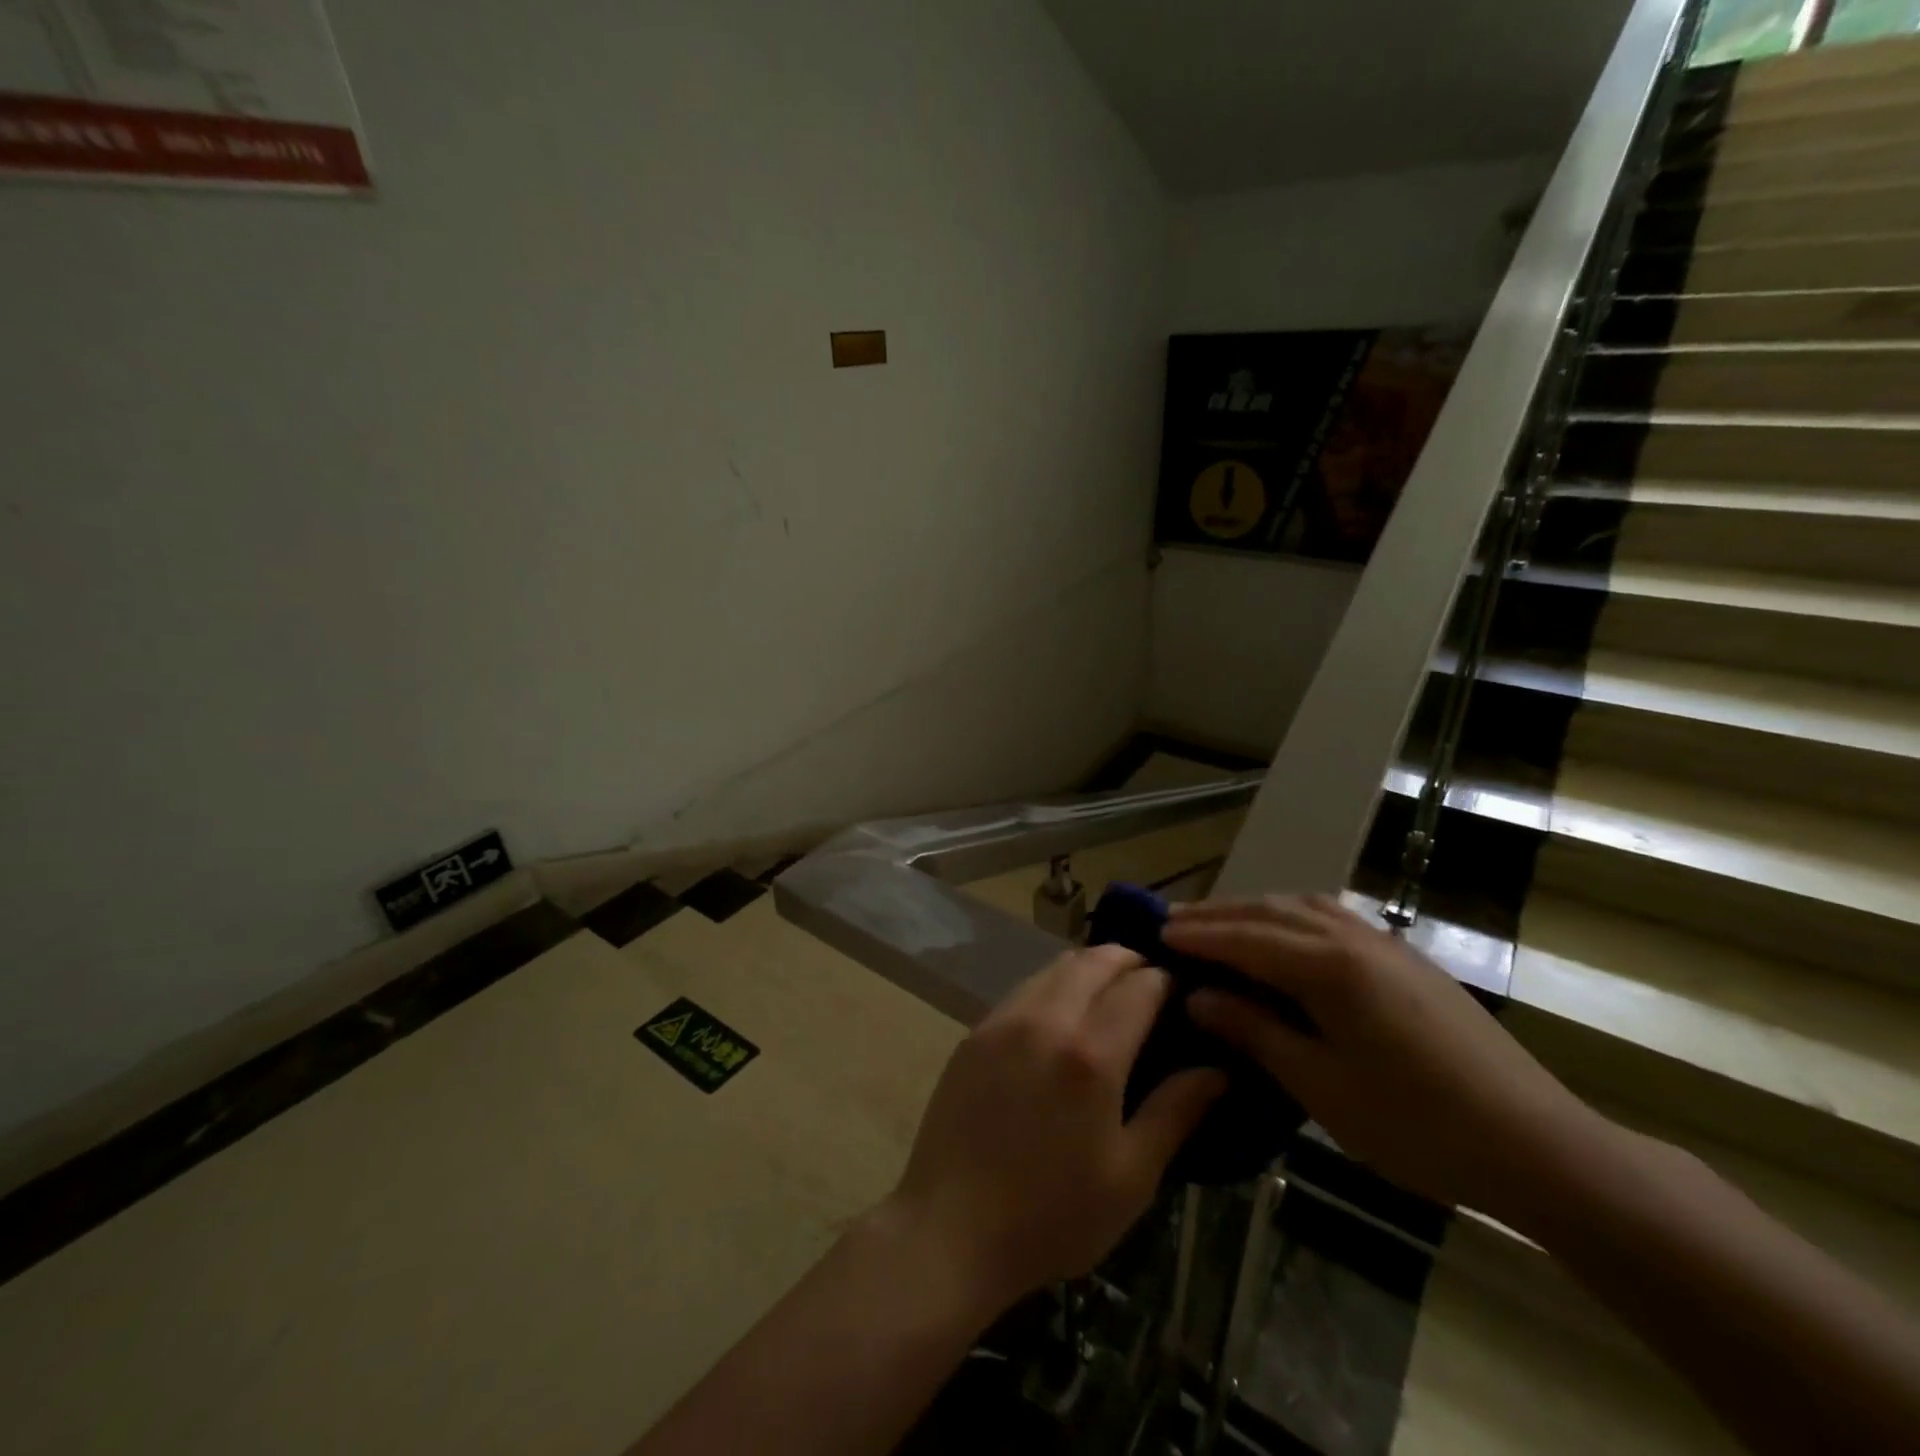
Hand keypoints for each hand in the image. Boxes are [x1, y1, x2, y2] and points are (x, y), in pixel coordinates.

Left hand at [884, 945, 1225, 1308]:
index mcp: (1091, 1053)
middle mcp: (1046, 1019)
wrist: (950, 1227)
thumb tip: (1218, 1069)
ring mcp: (1004, 1020)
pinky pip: (1025, 988)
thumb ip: (1176, 1112)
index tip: (1182, 992)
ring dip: (1089, 967)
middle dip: (1129, 960)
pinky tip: (1062, 1015)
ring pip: (1055, 966)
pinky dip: (1054, 984)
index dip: (1167, 981)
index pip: (1140, 986)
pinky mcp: (976, 1031)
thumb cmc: (1052, 1215)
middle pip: (1094, 960)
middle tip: (1150, 984)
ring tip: (1109, 993)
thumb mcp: (1130, 1176)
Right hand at [1165, 895, 1601, 1222]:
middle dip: (1218, 914)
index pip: (1245, 937)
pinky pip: (1334, 918)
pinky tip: (1286, 936)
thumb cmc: (1417, 1124)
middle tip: (1173, 923)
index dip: (1197, 935)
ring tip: (1220, 923)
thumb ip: (1254, 1031)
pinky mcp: (1407, 960)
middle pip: (1270, 911)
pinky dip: (1293, 917)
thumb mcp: (1321, 1085)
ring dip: (1255, 910)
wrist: (1537, 1144)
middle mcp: (1354, 938)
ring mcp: (1386, 945)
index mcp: (1329, 966)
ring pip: (1304, 906)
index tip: (1154, 933)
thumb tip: (1199, 997)